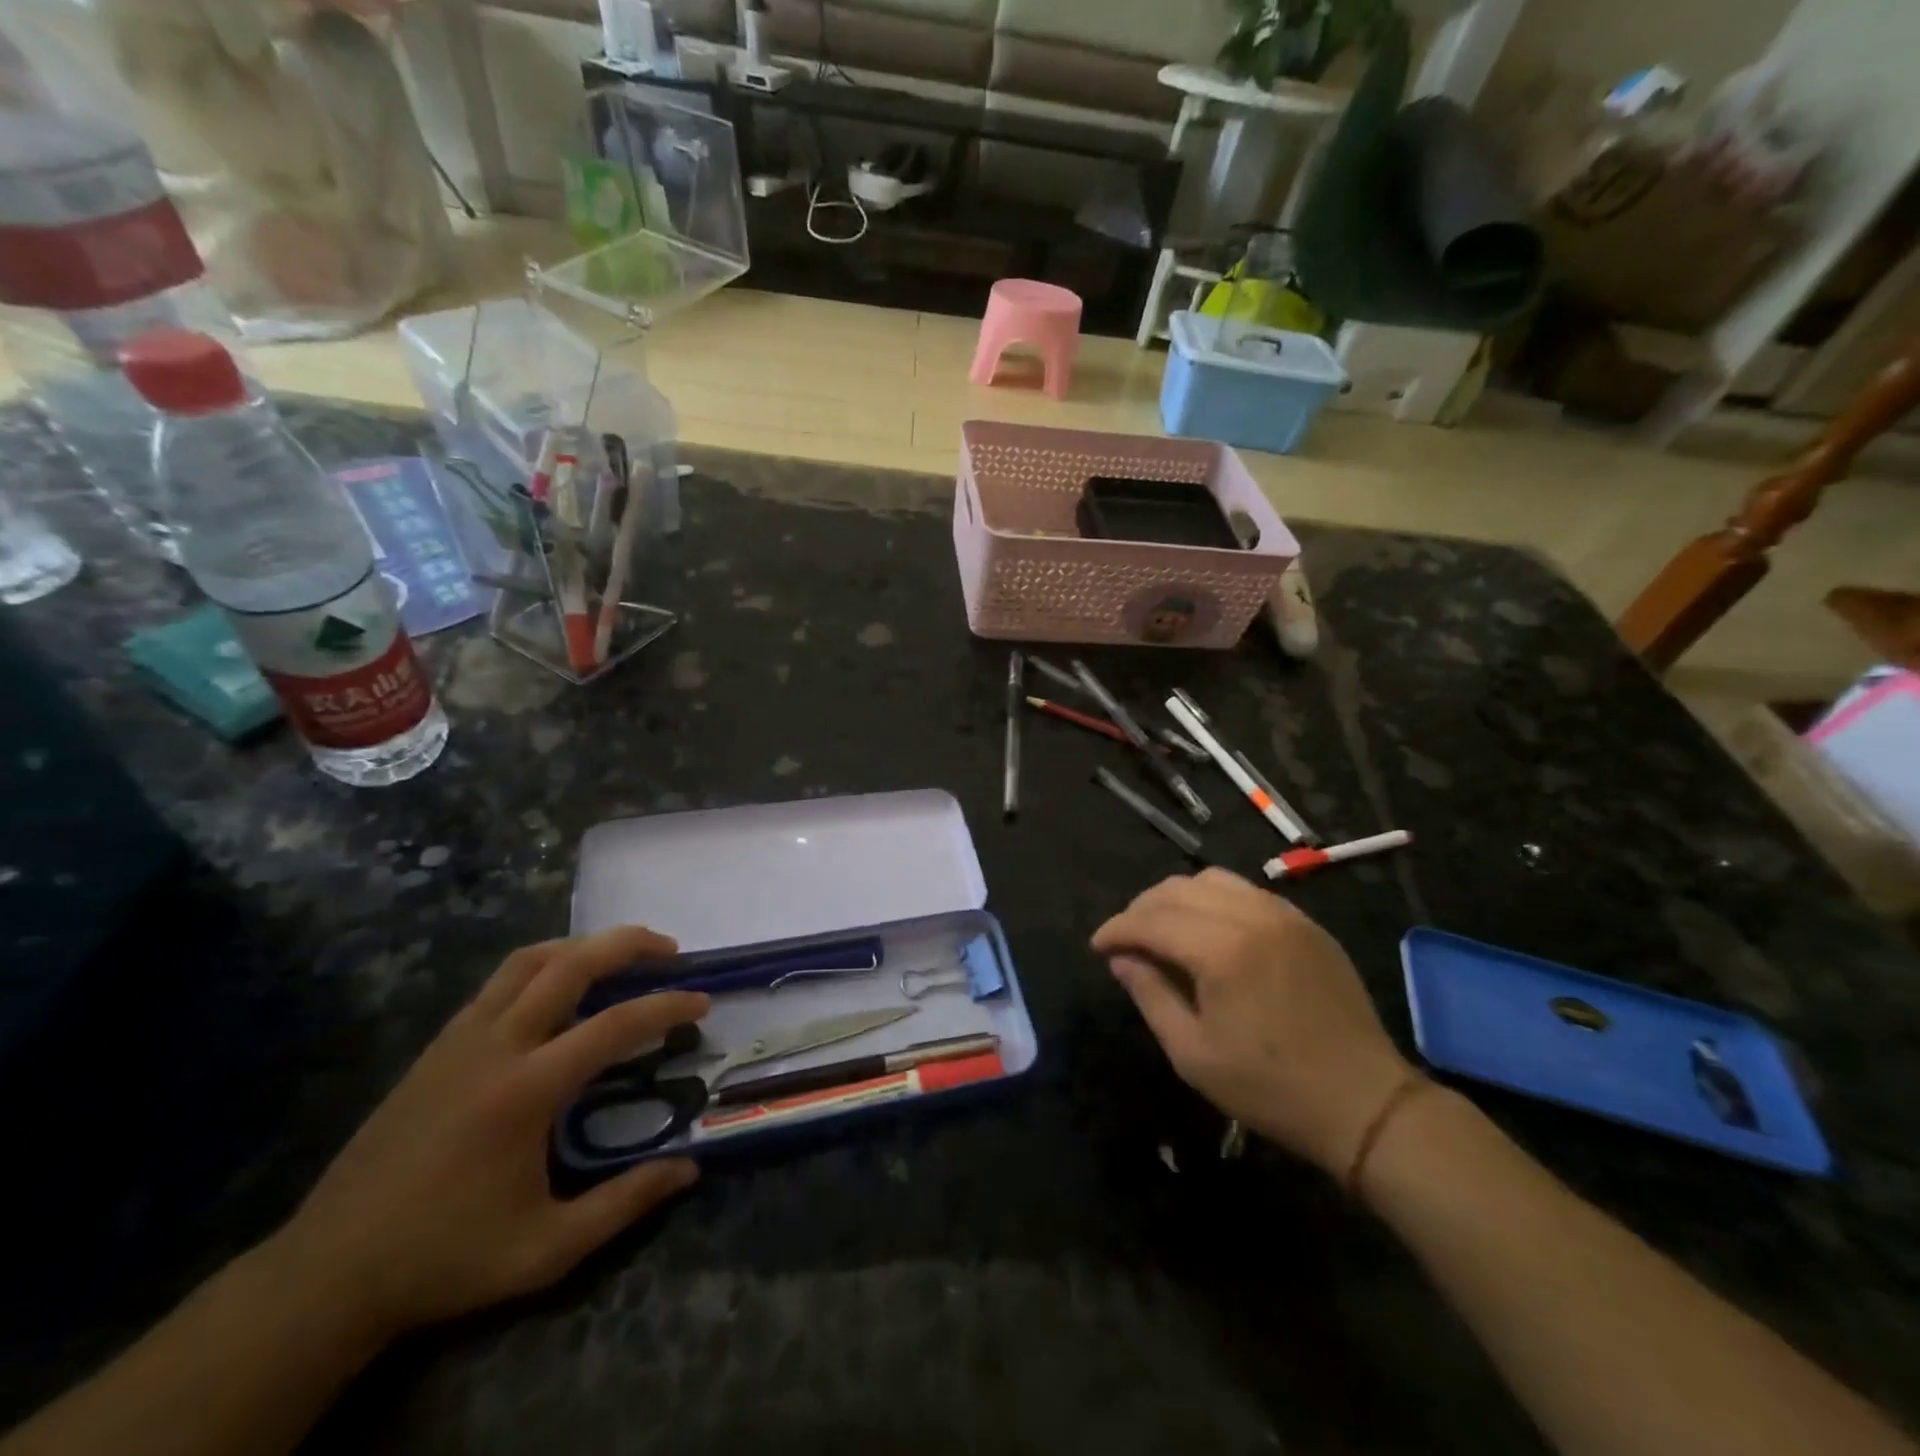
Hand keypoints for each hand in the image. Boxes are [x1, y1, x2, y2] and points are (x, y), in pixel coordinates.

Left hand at [273, 927, 708, 1339]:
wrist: (326, 1274)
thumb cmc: (444, 1259)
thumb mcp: (545, 1249)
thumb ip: (623, 1204)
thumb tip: (689, 1168)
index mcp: (525, 1090)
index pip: (615, 1025)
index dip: (667, 1007)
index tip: (702, 1002)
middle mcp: (495, 1046)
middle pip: (570, 964)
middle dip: (627, 944)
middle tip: (670, 949)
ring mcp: (460, 1039)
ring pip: (529, 961)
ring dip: (582, 946)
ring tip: (620, 955)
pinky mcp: (438, 1046)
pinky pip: (500, 982)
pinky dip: (544, 966)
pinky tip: (560, 991)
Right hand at [1092, 868, 1412, 1178]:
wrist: (1366, 1103)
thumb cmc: (1271, 1088)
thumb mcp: (1193, 1054)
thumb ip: (1150, 995)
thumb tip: (1121, 960)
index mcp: (1221, 950)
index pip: (1150, 920)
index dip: (1116, 930)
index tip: (1097, 947)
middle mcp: (1251, 916)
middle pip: (1176, 890)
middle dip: (1141, 910)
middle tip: (1126, 941)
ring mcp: (1284, 914)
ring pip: (1211, 881)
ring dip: (1177, 899)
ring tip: (1164, 931)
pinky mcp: (1306, 923)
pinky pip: (1247, 892)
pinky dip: (1215, 901)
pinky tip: (1210, 932)